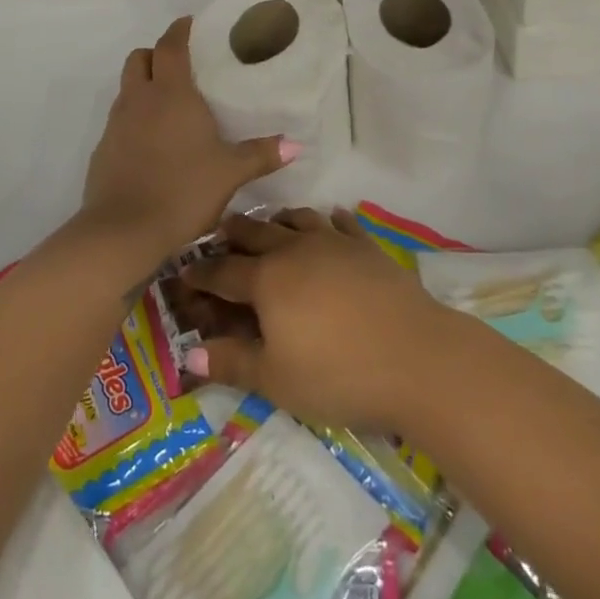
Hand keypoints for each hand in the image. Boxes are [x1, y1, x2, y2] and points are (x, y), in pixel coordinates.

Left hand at [79, 17, 295, 266]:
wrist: (123, 232)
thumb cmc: (183, 190)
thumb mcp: (230, 173)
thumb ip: (261, 155)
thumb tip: (296, 145)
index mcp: (171, 93)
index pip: (170, 45)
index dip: (179, 30)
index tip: (190, 24)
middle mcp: (140, 99)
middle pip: (140, 58)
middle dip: (157, 55)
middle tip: (180, 67)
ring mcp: (116, 124)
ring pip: (127, 88)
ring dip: (144, 86)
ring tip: (169, 106)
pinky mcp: (103, 149)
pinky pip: (119, 120)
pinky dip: (134, 119)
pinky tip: (152, 144)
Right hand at [181, 209, 449, 433]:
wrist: (416, 357)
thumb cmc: (337, 374)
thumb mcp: (276, 380)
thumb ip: (232, 362)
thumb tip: (188, 352)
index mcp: (267, 279)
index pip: (223, 271)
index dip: (200, 272)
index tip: (184, 271)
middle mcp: (295, 249)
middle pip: (256, 233)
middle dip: (234, 233)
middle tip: (220, 233)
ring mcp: (334, 242)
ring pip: (297, 219)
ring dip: (278, 220)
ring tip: (271, 223)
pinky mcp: (367, 246)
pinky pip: (341, 222)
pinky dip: (328, 220)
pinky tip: (329, 221)